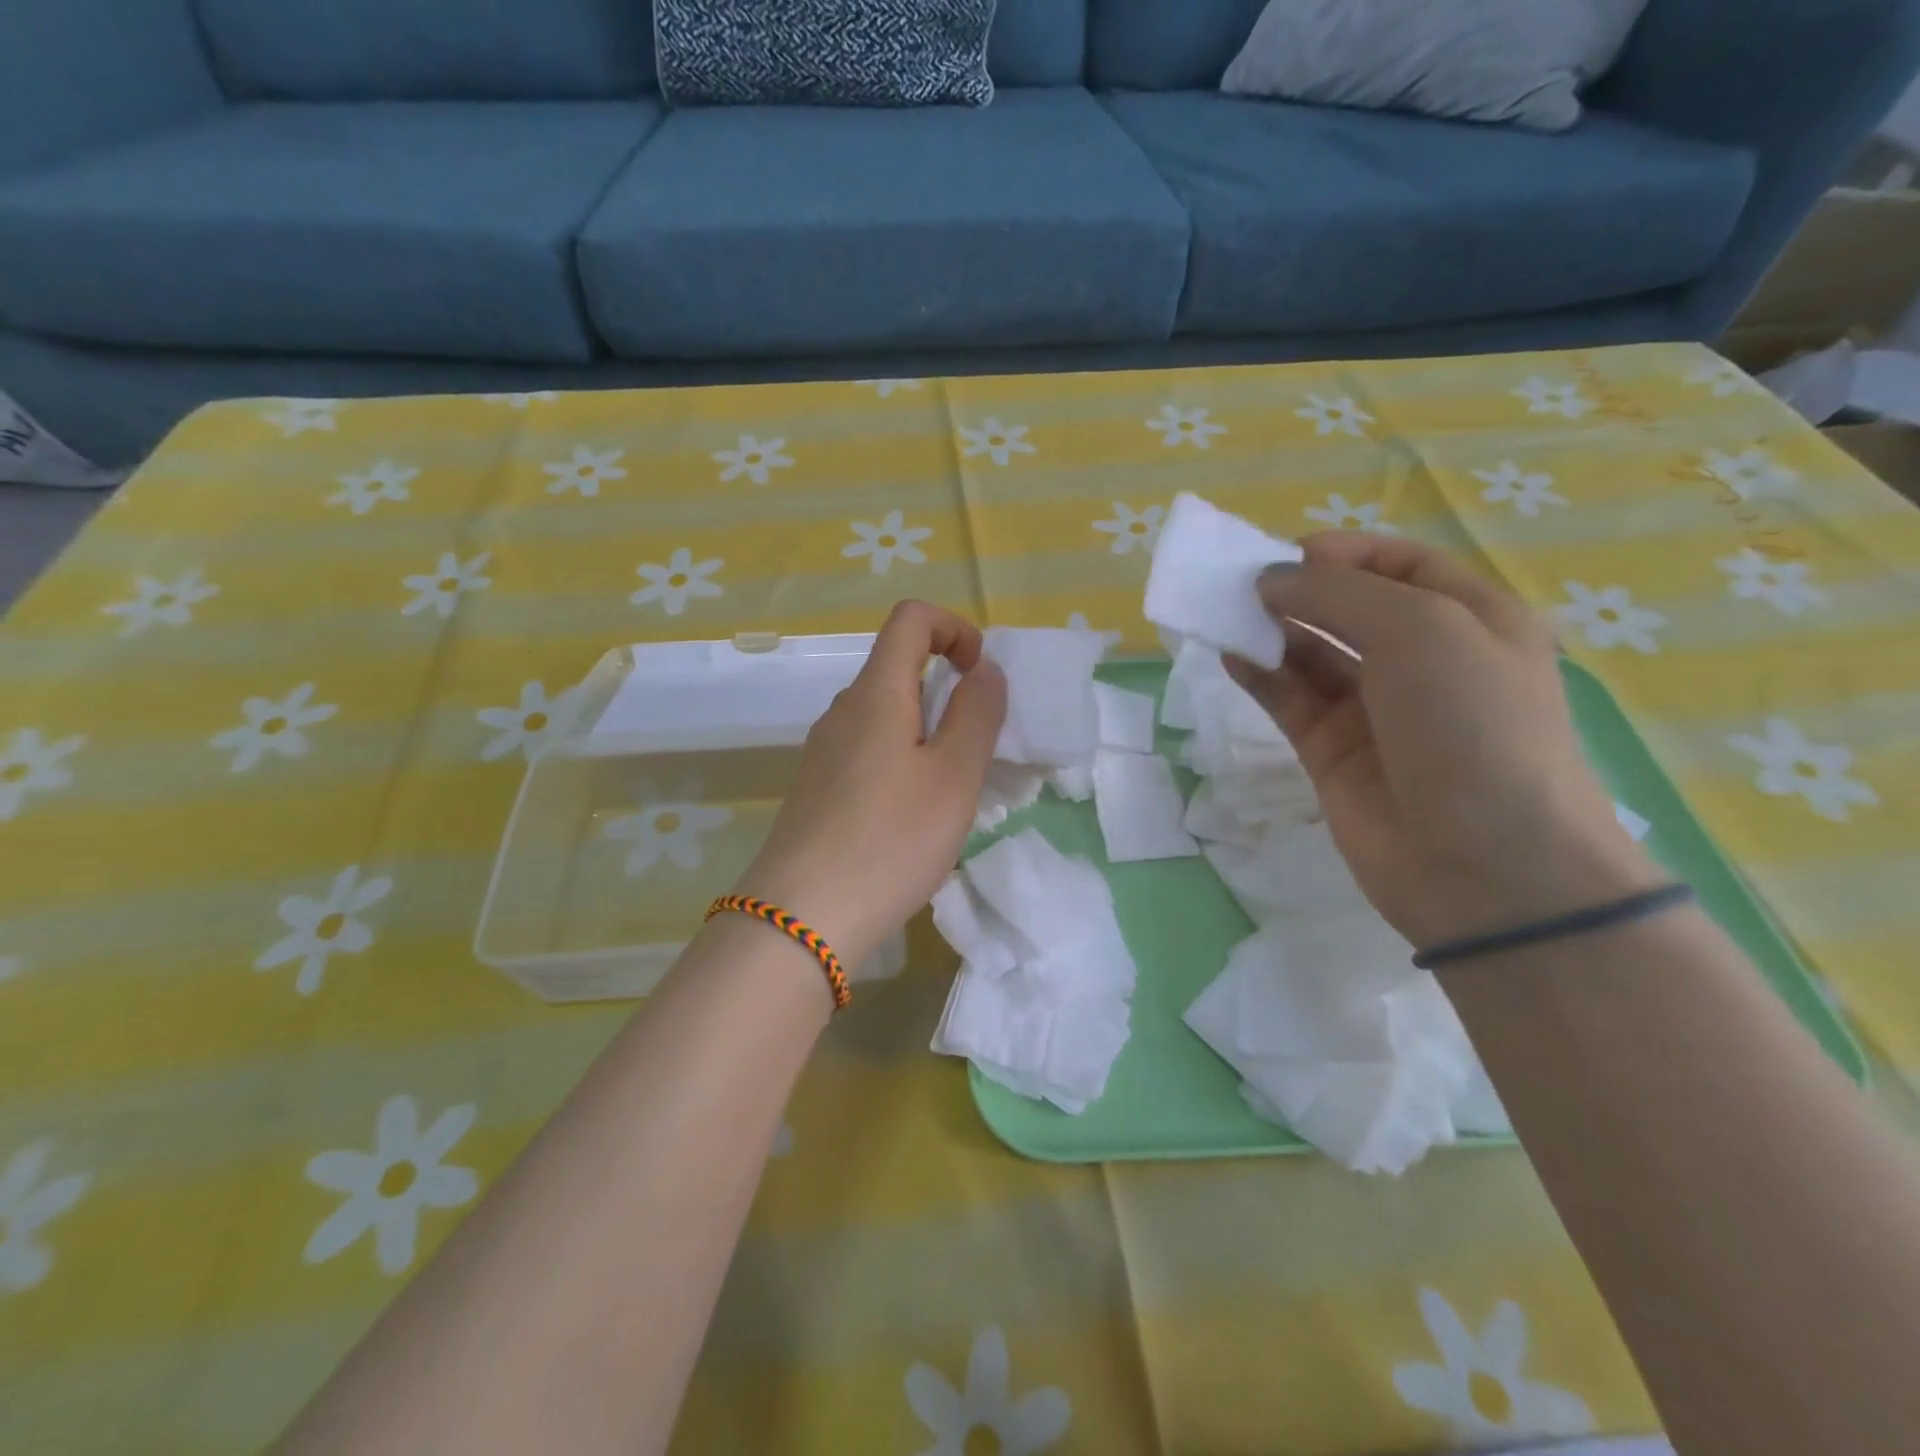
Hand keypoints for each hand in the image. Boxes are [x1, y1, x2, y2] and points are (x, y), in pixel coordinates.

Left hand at [736, 601, 1006, 971]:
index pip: (910, 619)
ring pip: (885, 716)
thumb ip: (977, 715)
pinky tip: (912, 817)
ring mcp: (823, 752)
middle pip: (898, 668)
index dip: (954, 628)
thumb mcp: (953, 777)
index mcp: (875, 693)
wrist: (801, 920)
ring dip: (927, 731)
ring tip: (951, 790)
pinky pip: (868, 752)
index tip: (980, 674)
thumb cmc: (890, 840)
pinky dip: (903, 761)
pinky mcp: (818, 790)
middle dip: (948, 689)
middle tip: (979, 747)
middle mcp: (843, 712)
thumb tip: (984, 670)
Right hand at [1225, 534, 1661, 947]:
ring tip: (1226, 616)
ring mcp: (1374, 710)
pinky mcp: (1331, 752)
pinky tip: (1230, 657)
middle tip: (1242, 585)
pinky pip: (1289, 701)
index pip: (1401, 566)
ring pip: (1312, 654)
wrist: (1485, 864)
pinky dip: (1259, 677)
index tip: (1288, 554)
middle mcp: (1423, 660)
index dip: (1345, 552)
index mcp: (1470, 620)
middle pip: (1349, 608)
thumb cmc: (1472, 725)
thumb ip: (1339, 595)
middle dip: (1299, 591)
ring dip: (1271, 632)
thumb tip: (1270, 581)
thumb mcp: (1422, 631)